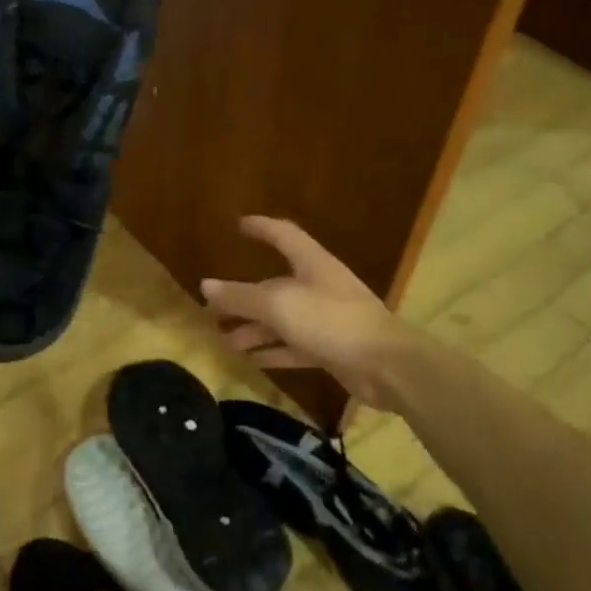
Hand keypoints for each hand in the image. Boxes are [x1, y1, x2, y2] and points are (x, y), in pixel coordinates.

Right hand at [201, 216, 415, 408]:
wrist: (385, 365)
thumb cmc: (331, 321)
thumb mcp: (279, 305)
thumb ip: (241, 297)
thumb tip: (205, 286)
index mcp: (311, 264)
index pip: (283, 235)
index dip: (261, 228)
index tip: (238, 225)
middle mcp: (318, 287)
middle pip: (274, 286)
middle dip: (243, 296)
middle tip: (213, 309)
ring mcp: (325, 319)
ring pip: (281, 320)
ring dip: (253, 329)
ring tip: (224, 341)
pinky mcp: (330, 348)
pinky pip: (293, 347)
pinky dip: (272, 352)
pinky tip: (251, 360)